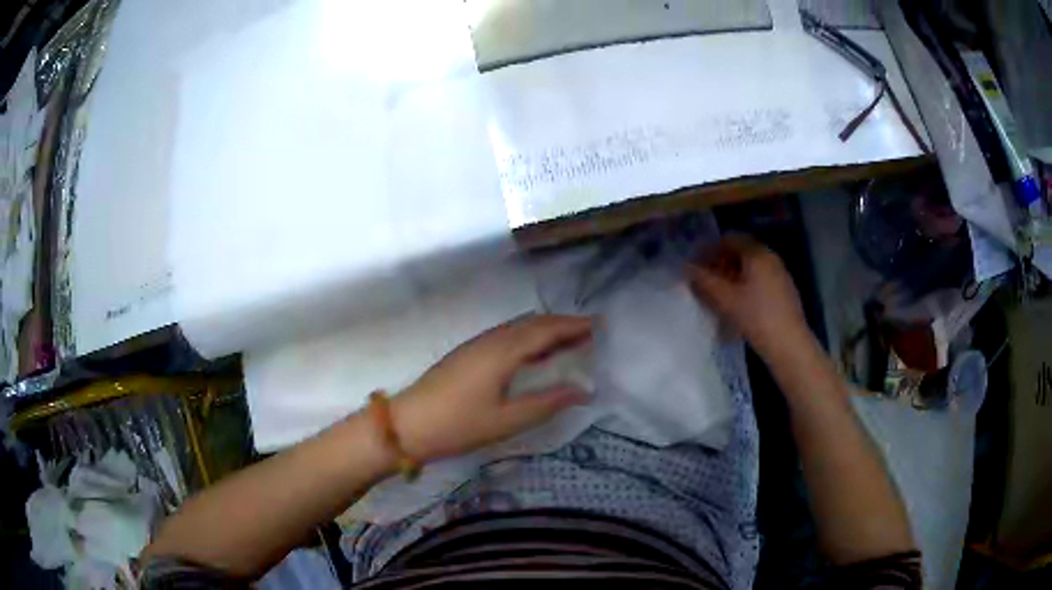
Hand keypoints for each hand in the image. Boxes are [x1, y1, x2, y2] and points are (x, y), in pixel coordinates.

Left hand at [391, 314, 591, 461]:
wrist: (408, 424)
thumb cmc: (459, 425)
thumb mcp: (507, 420)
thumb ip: (547, 404)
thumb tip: (583, 391)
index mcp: (503, 351)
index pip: (545, 330)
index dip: (573, 326)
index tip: (598, 326)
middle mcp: (491, 340)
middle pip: (532, 323)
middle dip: (561, 325)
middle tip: (588, 335)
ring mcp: (476, 345)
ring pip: (517, 328)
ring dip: (544, 331)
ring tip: (568, 343)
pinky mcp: (466, 354)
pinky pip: (505, 336)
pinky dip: (527, 339)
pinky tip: (532, 356)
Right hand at [687, 235, 812, 360]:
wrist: (789, 344)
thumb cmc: (757, 317)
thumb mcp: (726, 299)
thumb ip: (704, 280)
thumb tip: (686, 267)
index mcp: (758, 254)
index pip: (730, 239)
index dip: (710, 249)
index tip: (696, 264)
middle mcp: (770, 258)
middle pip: (741, 252)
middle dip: (720, 262)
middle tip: (704, 279)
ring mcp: (779, 274)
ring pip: (750, 267)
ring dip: (732, 275)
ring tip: (717, 293)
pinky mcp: (784, 291)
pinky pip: (760, 279)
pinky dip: (745, 284)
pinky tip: (737, 303)